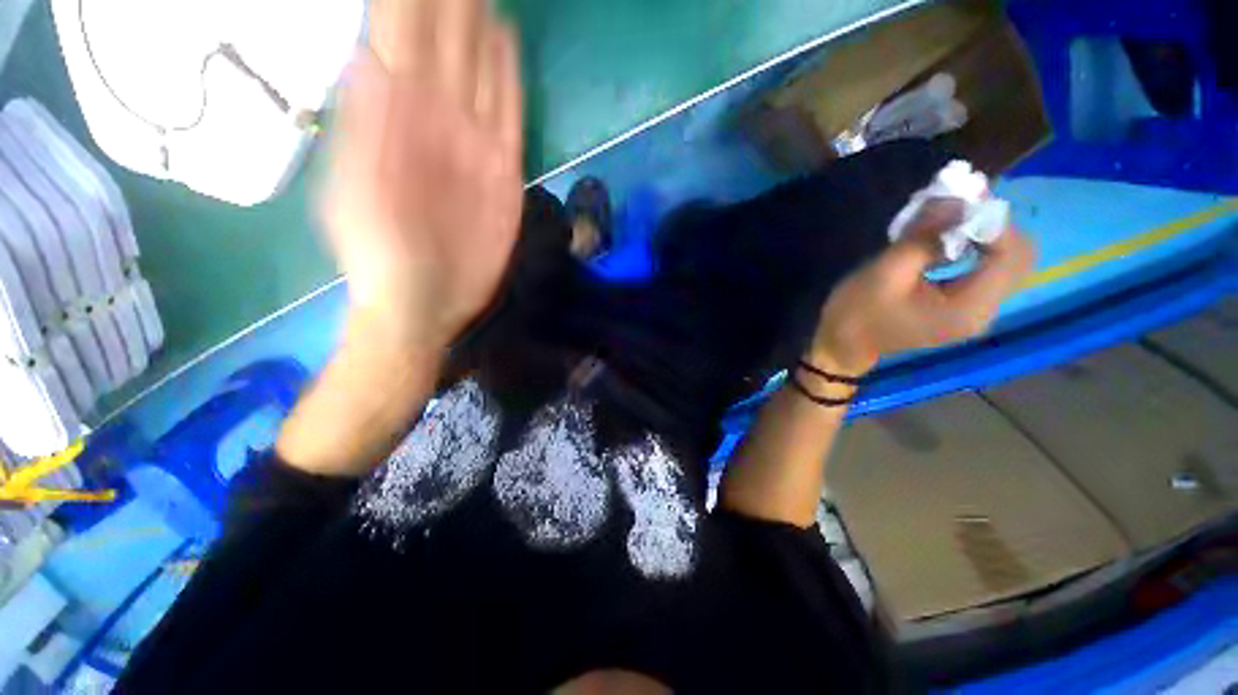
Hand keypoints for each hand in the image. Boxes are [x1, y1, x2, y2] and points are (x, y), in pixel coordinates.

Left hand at [321, 0, 523, 350]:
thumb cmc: (380, 255)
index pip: (398, 36)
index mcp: (391, 118)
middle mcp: (433, 119)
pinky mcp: (504, 171)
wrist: (424, 300)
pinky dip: (509, 79)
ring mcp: (472, 144)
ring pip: (479, 70)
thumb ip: (364, 130)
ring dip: (480, 25)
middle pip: (443, 42)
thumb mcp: (358, 196)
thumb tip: (370, 54)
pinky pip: (509, 113)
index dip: (410, 0)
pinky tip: (508, 43)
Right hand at [811, 200, 1036, 374]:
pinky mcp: (963, 307)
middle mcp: (984, 311)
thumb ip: (925, 236)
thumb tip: (954, 198)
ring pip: (1003, 261)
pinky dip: (972, 247)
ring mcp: (975, 311)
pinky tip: (946, 239)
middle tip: (957, 205)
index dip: (992, 221)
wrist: (842, 345)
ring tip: (949, 218)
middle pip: (1016, 257)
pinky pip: (984, 269)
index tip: (963, 196)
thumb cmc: (857, 313)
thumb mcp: (885, 272)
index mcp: (969, 309)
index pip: (1010, 255)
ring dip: (982, 233)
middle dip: (990, 225)